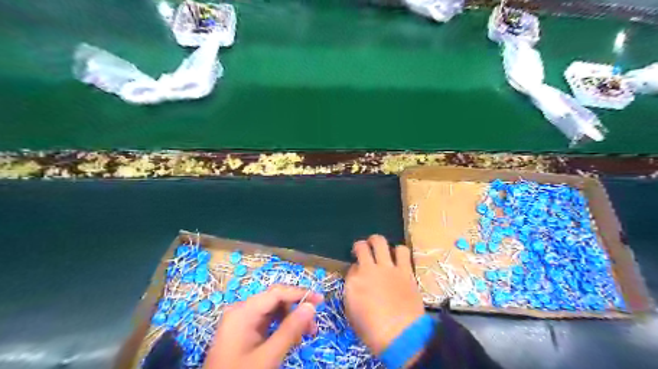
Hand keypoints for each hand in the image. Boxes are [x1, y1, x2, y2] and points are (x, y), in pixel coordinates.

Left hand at [206, 286, 322, 368]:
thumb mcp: (268, 356)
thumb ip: (290, 329)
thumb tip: (311, 306)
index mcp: (243, 311)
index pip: (277, 293)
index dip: (300, 294)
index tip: (320, 300)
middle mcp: (241, 311)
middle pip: (275, 300)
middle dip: (296, 310)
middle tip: (313, 327)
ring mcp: (241, 321)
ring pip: (273, 311)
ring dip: (290, 320)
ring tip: (305, 335)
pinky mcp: (243, 332)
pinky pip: (267, 322)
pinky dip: (281, 328)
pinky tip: (291, 339)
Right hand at [345, 235, 426, 355]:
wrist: (401, 335)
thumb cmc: (372, 331)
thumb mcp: (352, 314)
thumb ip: (352, 292)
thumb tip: (357, 281)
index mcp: (353, 282)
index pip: (351, 267)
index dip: (355, 268)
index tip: (358, 274)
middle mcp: (368, 269)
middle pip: (362, 246)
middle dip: (361, 245)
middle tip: (365, 250)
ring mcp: (388, 268)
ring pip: (381, 242)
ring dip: (379, 243)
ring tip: (382, 249)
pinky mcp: (405, 270)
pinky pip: (403, 251)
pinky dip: (399, 251)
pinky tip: (399, 256)